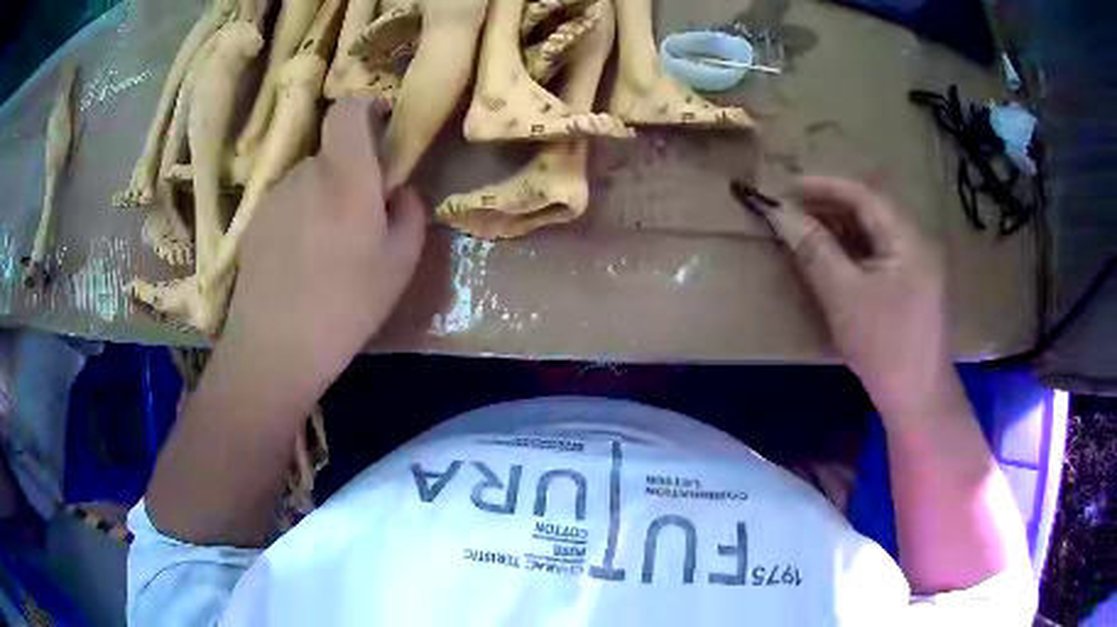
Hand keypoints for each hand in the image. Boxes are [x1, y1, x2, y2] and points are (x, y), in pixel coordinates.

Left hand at [219, 98, 426, 402]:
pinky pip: (288, 203)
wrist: (274, 348)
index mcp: (346, 176)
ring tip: (329, 247)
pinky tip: (302, 261)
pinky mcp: (254, 221)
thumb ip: (410, 213)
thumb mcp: (400, 264)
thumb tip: (400, 192)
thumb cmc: (346, 305)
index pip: (348, 108)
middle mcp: (305, 173)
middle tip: (363, 214)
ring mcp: (274, 196)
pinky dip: (302, 216)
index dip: (367, 106)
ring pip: (309, 179)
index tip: (382, 126)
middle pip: (332, 151)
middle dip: (351, 169)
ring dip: (325, 196)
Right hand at [762, 177, 950, 419]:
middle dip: (829, 206)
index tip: (786, 187)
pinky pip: (877, 257)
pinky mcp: (910, 289)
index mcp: (908, 239)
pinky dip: (851, 251)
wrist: (917, 401)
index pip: (863, 196)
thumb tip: (779, 213)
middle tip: (790, 209)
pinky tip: (831, 258)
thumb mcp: (844, 296)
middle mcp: (915, 244)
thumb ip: (814, 249)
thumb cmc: (884, 346)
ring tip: (804, 229)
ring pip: (873, 235)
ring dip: (839, 228)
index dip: (823, 187)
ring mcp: (916, 267)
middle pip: (870, 212)